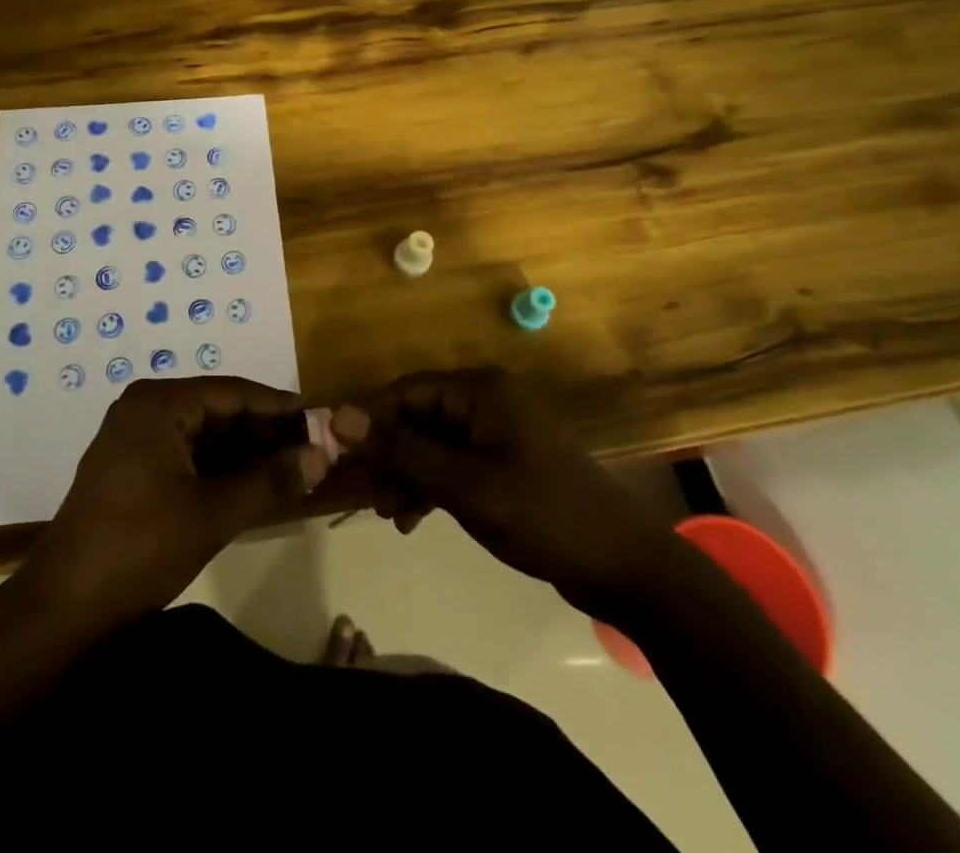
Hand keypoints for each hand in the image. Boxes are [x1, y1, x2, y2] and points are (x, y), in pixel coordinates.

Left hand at [24, 376, 336, 625]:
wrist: (64, 606)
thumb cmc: (140, 548)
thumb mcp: (213, 513)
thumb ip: (270, 479)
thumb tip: (323, 455)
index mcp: (160, 403)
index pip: (234, 392)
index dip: (281, 408)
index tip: (324, 422)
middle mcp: (147, 407)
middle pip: (220, 411)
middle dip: (267, 433)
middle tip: (316, 451)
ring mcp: (137, 436)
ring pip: (206, 434)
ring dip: (247, 453)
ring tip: (295, 469)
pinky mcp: (134, 465)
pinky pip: (189, 453)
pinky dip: (221, 468)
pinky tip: (256, 484)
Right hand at [358, 367, 680, 622]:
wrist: (625, 568)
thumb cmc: (542, 513)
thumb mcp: (464, 484)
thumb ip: (402, 449)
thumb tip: (339, 416)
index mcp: (481, 390)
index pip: (406, 391)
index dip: (368, 419)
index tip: (334, 450)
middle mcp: (486, 402)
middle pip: (417, 418)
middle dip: (388, 455)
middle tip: (358, 493)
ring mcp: (496, 435)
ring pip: (432, 446)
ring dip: (406, 476)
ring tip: (386, 513)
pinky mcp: (503, 466)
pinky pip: (452, 466)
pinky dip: (430, 488)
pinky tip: (411, 519)